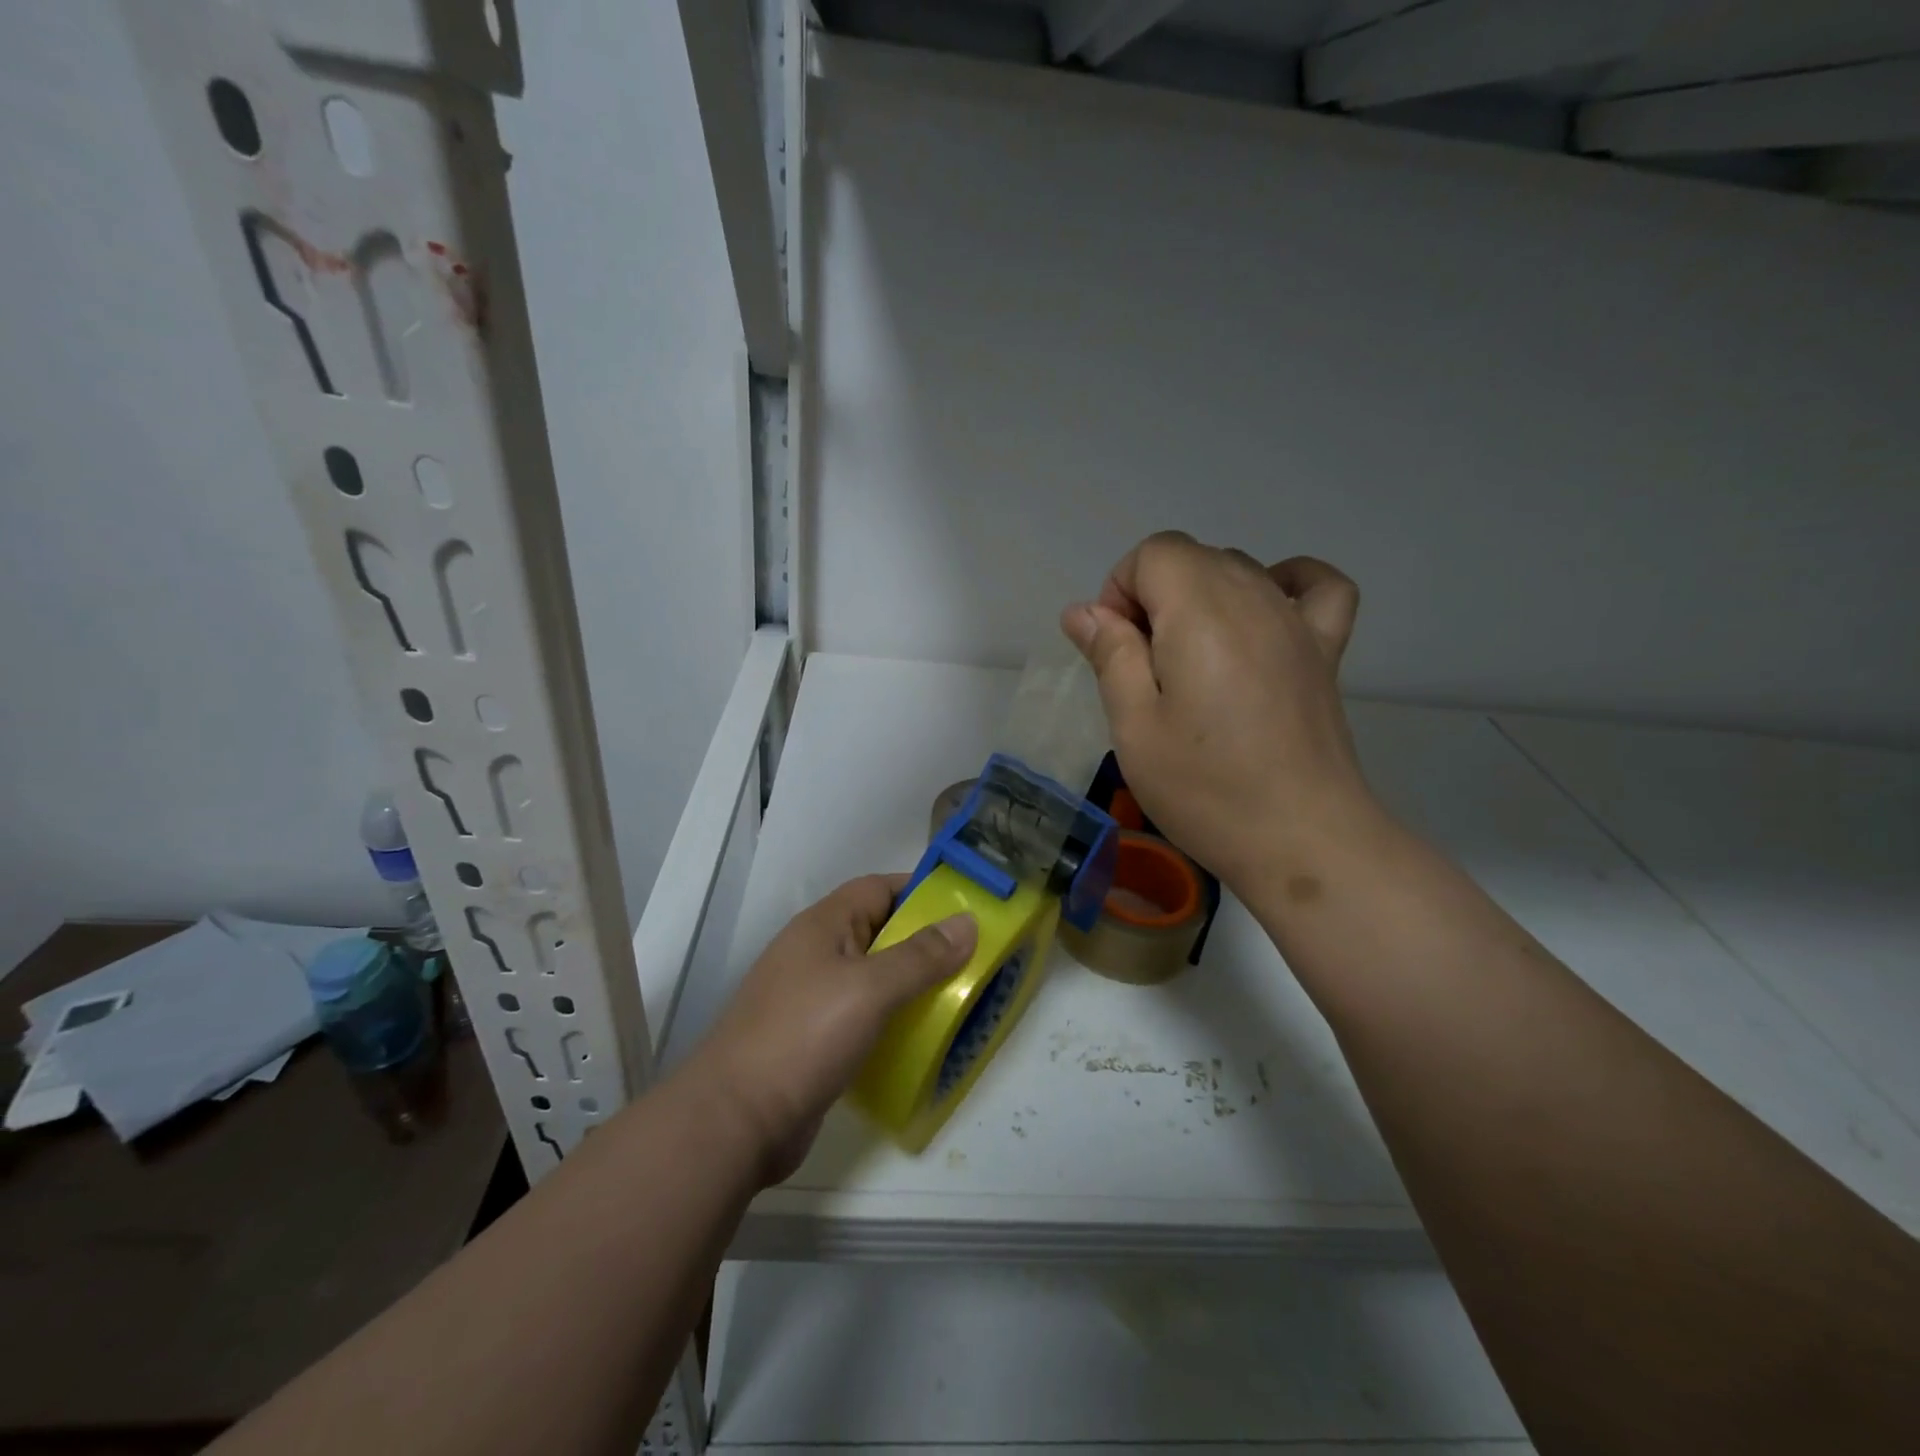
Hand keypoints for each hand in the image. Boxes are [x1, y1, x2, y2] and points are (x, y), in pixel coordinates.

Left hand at [687, 875, 975, 1183]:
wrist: (735, 1121)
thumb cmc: (804, 1036)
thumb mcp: (870, 988)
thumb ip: (921, 955)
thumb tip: (968, 922)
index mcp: (823, 925)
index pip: (879, 888)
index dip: (921, 891)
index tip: (967, 906)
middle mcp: (817, 953)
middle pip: (880, 932)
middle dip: (926, 941)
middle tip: (976, 957)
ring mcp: (813, 998)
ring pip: (874, 977)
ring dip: (913, 984)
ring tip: (962, 996)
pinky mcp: (815, 1039)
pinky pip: (865, 1016)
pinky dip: (894, 1020)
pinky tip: (923, 1037)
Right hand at [1061, 531, 1381, 890]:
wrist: (1302, 840)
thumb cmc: (1205, 788)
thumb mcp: (1135, 727)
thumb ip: (1110, 656)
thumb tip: (1082, 610)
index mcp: (1200, 612)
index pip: (1153, 554)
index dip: (1120, 592)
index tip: (1116, 651)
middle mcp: (1253, 598)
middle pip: (1192, 558)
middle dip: (1153, 597)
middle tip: (1145, 671)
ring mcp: (1297, 621)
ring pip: (1238, 569)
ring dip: (1200, 598)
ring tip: (1191, 664)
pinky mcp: (1325, 650)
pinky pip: (1316, 586)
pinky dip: (1286, 583)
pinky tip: (1265, 613)